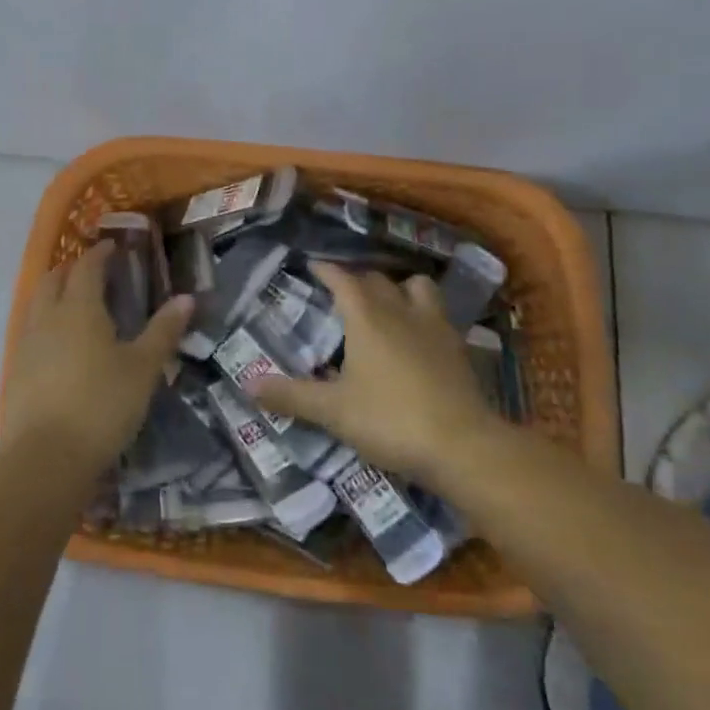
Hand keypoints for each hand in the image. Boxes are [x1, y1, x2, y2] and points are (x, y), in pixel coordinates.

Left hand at [2, 241, 192, 473]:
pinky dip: (45, 323)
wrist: (45, 457)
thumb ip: (163, 331)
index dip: (100, 253)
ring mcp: (26, 344)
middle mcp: (47, 317)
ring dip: (54, 293)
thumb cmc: (102, 405)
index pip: (87, 267)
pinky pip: (30, 331)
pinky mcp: (15, 371)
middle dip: (72, 269)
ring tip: (76, 304)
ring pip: (37, 303)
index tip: (112, 247)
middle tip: (93, 272)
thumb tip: (186, 298)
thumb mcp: (143, 368)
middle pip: (53, 278)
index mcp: (79, 308)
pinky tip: (60, 344)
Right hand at [250, 262, 494, 484]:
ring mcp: (434, 325)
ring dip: (399, 288)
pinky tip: (419, 334)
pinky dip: (424, 312)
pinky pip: (439, 313)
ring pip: (416, 286)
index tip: (312, 265)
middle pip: (377, 279)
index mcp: (367, 318)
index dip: (326, 269)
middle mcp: (400, 310)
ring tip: (388, 303)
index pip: (342, 279)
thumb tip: (247, 385)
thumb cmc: (390, 420)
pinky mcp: (458, 345)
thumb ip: (291, 396)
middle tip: (341, 291)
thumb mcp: (333, 412)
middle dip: (357, 279)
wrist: (462, 445)